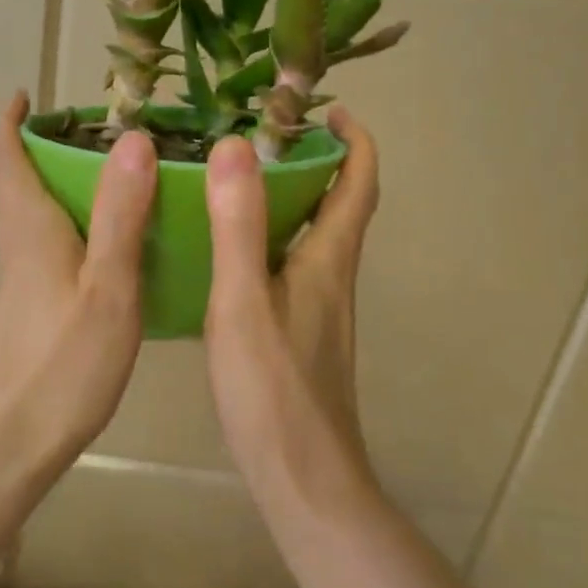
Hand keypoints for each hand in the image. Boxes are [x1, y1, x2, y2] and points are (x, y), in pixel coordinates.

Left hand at [0, 93, 157, 468]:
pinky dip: (73, 229)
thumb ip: (122, 215)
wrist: (8, 446)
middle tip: (98, 134)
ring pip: (33, 218)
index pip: (6, 158)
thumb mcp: (107, 288)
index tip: (29, 95)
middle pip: (18, 183)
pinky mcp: (28, 314)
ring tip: (118, 181)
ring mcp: (19, 285)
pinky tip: (112, 251)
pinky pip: (48, 250)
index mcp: (31, 231)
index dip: (11, 122)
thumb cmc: (62, 366)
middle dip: (43, 149)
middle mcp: (17, 249)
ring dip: (60, 188)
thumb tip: (134, 139)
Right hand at [203, 108, 380, 499]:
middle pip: (340, 206)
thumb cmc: (273, 390)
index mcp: (328, 260)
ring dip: (293, 202)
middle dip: (317, 163)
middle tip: (265, 137)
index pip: (359, 183)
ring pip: (315, 239)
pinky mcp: (303, 337)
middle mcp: (333, 278)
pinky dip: (272, 243)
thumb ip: (238, 226)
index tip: (328, 108)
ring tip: (239, 184)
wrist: (304, 478)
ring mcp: (321, 311)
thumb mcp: (243, 302)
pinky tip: (229, 256)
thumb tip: (237, 146)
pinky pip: (293, 269)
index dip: (354, 139)